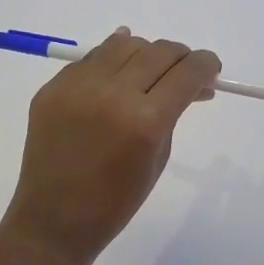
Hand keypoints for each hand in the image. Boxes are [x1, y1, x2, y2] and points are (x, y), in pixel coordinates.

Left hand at [0, 28, 220, 264]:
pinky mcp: (54, 86)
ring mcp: (79, 86)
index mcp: (146, 121)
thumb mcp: (158, 157)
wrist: (52, 220)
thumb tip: (192, 84)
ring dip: (145, 54)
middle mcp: (113, 93)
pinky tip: (117, 72)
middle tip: (182, 73)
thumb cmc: (115, 201)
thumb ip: (174, 113)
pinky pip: (92, 58)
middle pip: (159, 51)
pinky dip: (111, 61)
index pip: (188, 72)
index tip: (211, 69)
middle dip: (180, 57)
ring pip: (125, 44)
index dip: (206, 65)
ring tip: (146, 73)